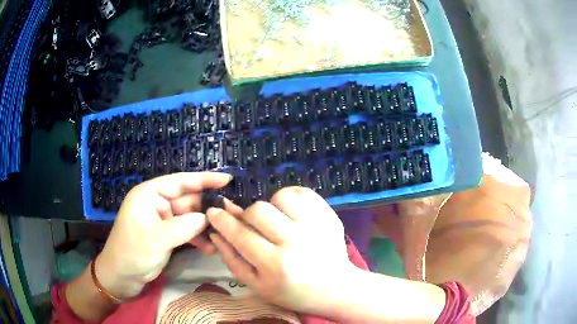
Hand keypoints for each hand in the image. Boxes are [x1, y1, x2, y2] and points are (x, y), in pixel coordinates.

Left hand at [95, 172, 234, 298]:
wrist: (122, 276)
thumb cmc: (132, 252)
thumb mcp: (157, 238)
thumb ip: (184, 226)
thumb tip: (209, 218)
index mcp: (150, 194)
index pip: (180, 181)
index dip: (204, 179)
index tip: (227, 179)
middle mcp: (157, 203)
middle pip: (188, 200)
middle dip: (208, 207)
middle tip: (231, 213)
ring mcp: (163, 220)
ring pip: (190, 217)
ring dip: (205, 226)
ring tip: (223, 234)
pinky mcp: (167, 234)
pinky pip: (187, 231)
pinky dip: (198, 238)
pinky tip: (210, 248)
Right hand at [207, 186, 355, 313]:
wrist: (335, 288)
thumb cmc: (293, 292)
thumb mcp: (257, 285)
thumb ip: (233, 259)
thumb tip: (215, 232)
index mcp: (275, 265)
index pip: (240, 234)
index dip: (222, 220)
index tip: (213, 212)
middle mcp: (296, 242)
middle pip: (258, 210)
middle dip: (247, 216)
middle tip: (252, 226)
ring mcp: (315, 226)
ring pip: (279, 196)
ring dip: (271, 206)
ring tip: (277, 221)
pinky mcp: (328, 215)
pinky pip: (302, 191)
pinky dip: (290, 198)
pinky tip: (291, 213)